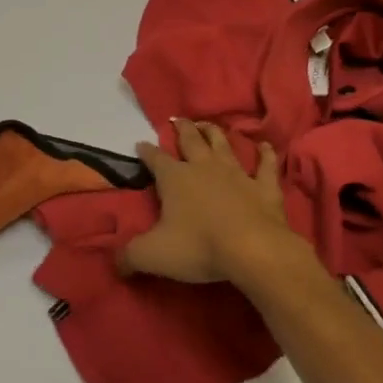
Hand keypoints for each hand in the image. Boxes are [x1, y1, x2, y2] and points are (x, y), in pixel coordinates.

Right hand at [123, 119, 296, 286]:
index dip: (146, 151)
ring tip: (207, 124)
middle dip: (182, 129)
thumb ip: (130, 256)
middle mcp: (203, 168)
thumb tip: (116, 263)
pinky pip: (266, 166)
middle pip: (191, 141)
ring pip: (223, 145)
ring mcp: (236, 174)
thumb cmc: (199, 247)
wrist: (254, 250)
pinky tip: (266, 146)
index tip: (140, 144)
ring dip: (215, 133)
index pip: (155, 159)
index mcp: (174, 178)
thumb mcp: (153, 255)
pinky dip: (266, 155)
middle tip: (178, 120)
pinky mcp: (264, 187)